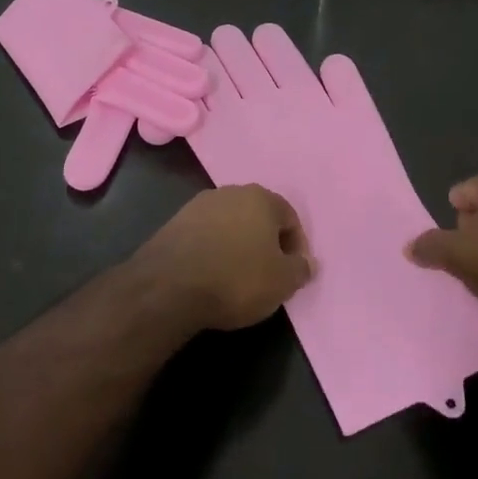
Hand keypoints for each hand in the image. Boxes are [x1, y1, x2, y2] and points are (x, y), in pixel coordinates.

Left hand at [130, 185, 313, 331]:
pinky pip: (206, 235)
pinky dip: (214, 250)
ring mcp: (199, 205)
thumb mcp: (282, 282)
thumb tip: (308, 262)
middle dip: (266, 242)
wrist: (169, 286)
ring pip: (231, 224)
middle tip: (268, 274)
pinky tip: (211, 274)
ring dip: (238, 245)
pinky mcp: (175, 222)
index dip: (296, 247)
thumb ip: (301, 269)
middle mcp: (231, 192)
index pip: (290, 218)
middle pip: (259, 217)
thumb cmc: (237, 279)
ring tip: (238, 277)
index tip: (292, 273)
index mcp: (261, 198)